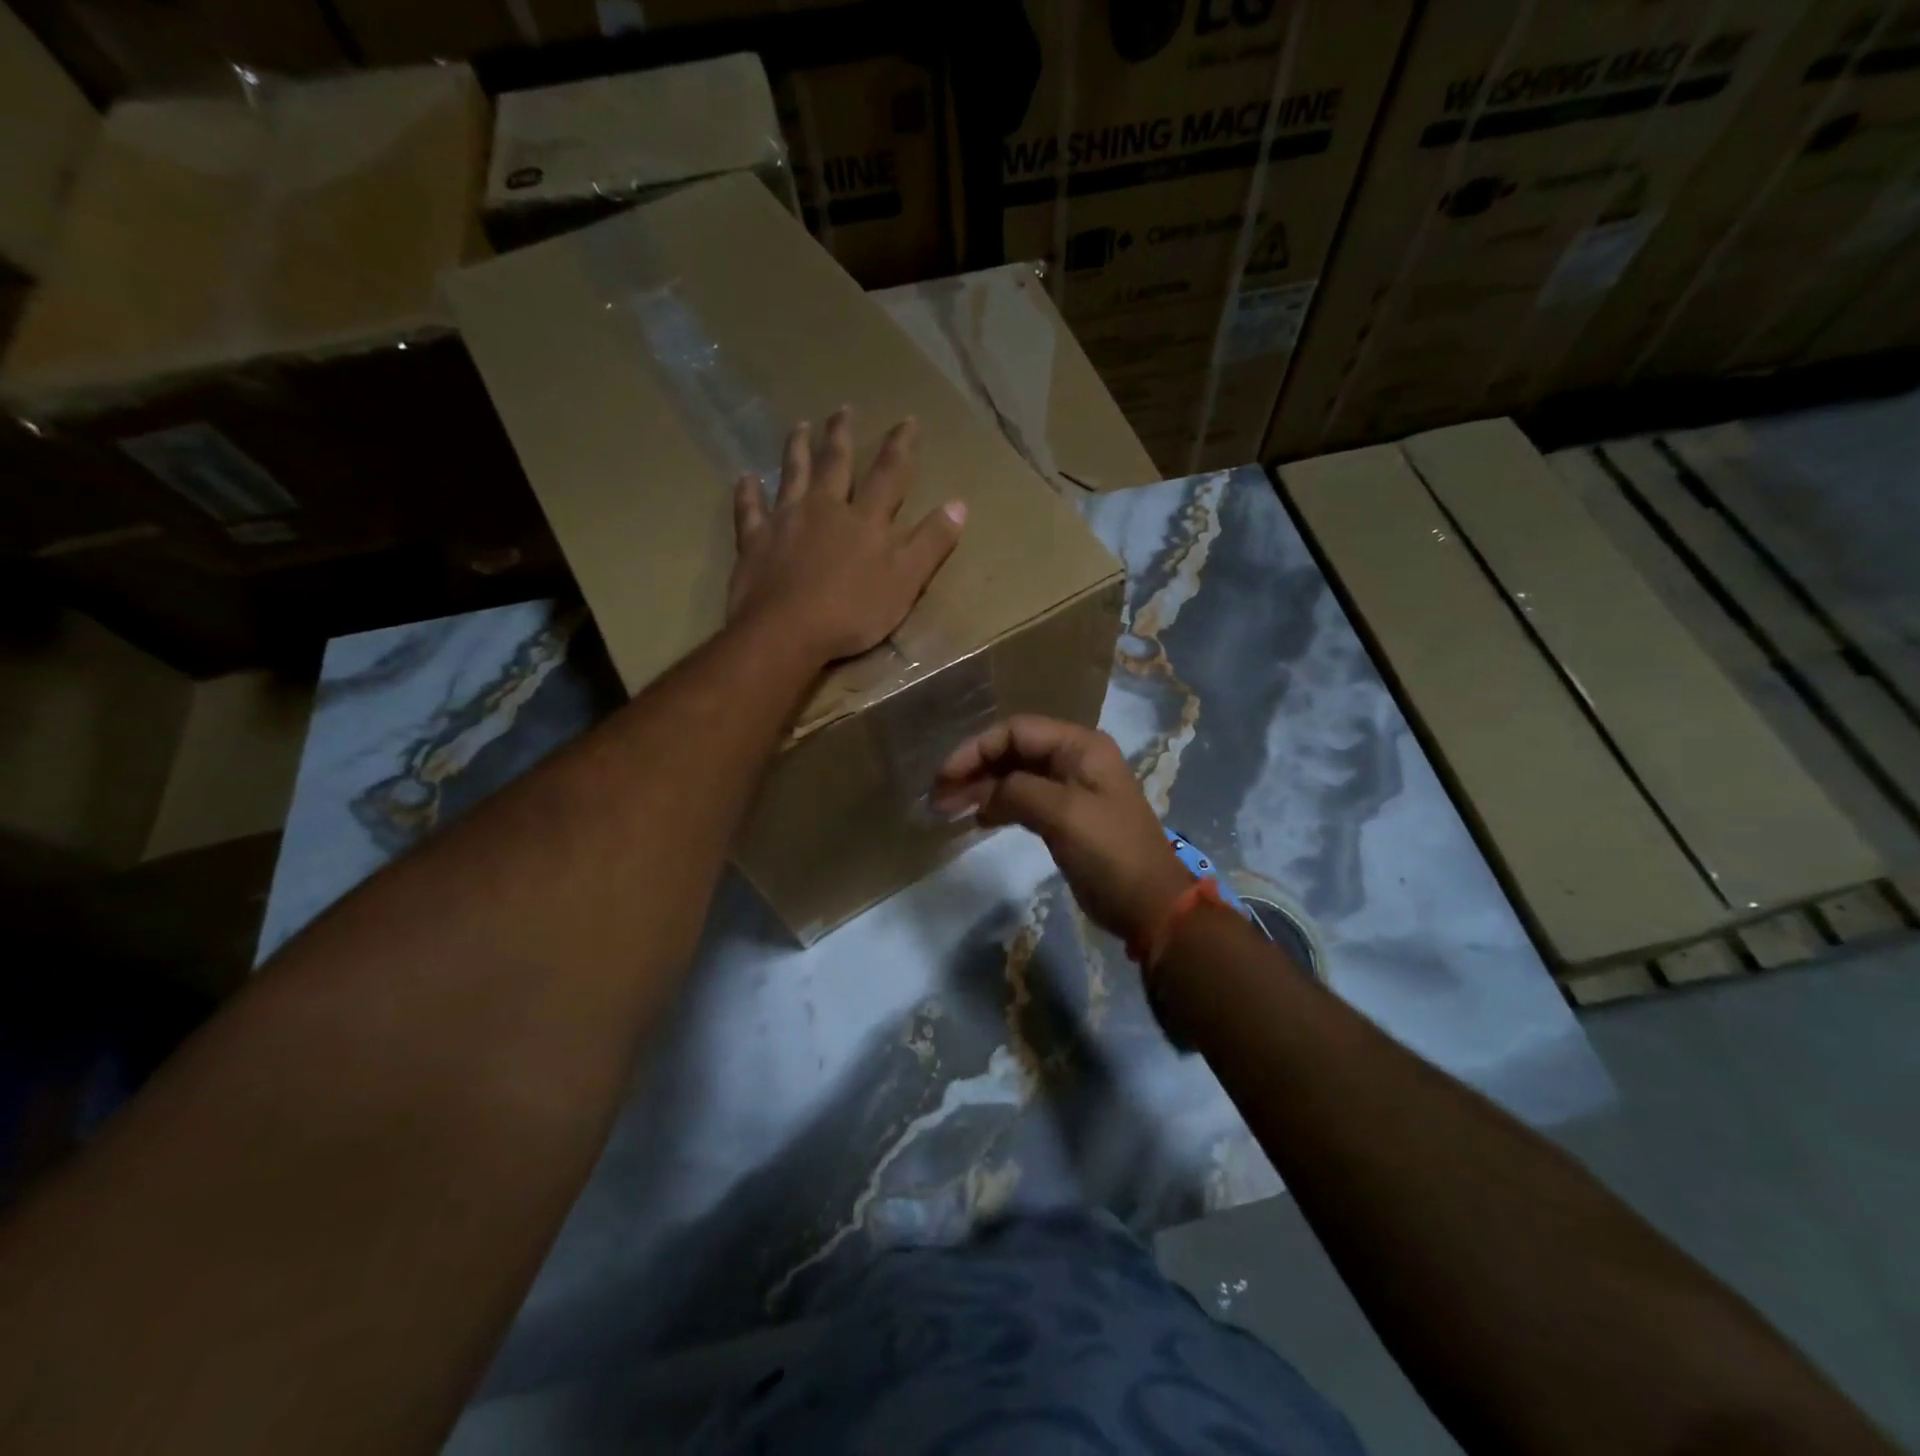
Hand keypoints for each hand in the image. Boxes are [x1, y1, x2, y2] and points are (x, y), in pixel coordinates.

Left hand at [728, 409, 965, 663]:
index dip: (900, 446)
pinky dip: (748, 493)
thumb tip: (959, 504)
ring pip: (792, 474)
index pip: (889, 473)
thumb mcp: (906, 581)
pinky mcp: (754, 541)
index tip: (907, 420)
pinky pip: (749, 510)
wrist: (787, 631)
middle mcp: (825, 508)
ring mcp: (786, 521)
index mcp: (865, 519)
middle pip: (835, 463)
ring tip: (799, 426)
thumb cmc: (853, 612)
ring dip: (797, 449)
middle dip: (842, 435)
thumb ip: (931, 542)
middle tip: (843, 409)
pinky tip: (746, 479)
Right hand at [932, 716, 1192, 950]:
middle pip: (1013, 751)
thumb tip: (984, 794)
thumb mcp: (1063, 813)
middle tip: (938, 796)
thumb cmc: (1109, 852)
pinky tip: (977, 820)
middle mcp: (1075, 759)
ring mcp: (1071, 788)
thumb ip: (1017, 791)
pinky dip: (998, 806)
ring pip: (1015, 776)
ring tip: (947, 808)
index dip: (976, 749)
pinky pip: (1024, 799)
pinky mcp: (1066, 817)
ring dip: (981, 788)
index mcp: (1080, 746)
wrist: (1149, 904)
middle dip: (974, 768)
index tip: (945, 776)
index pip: (1016, 731)